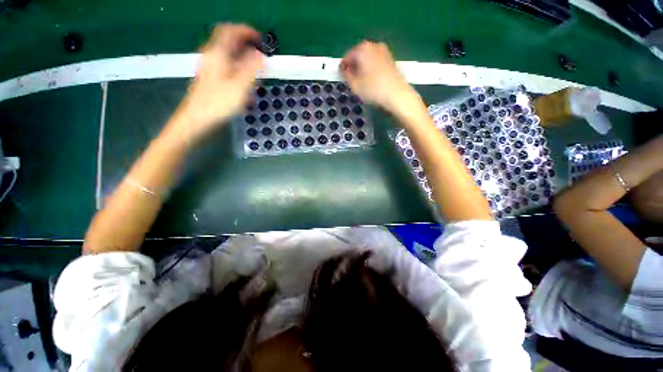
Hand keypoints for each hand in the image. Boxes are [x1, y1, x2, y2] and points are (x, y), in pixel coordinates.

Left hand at [171, 23, 264, 142]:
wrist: (197, 119)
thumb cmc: (218, 102)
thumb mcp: (240, 86)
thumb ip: (252, 69)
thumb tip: (261, 55)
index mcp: (218, 53)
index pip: (230, 30)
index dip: (246, 31)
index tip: (261, 39)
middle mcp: (212, 56)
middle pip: (229, 42)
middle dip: (246, 45)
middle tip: (260, 55)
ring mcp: (210, 68)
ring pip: (229, 56)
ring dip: (244, 60)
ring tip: (257, 72)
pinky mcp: (211, 79)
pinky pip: (228, 69)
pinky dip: (239, 71)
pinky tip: (246, 86)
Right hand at [340, 41, 419, 117]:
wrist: (397, 94)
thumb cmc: (373, 89)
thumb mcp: (354, 85)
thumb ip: (346, 75)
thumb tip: (343, 69)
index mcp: (362, 49)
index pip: (347, 56)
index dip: (343, 67)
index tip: (341, 77)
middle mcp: (373, 45)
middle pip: (358, 55)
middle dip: (353, 66)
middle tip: (351, 80)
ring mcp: (383, 51)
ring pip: (367, 58)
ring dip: (362, 67)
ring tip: (361, 81)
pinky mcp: (390, 59)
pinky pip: (375, 61)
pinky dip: (371, 68)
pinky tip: (371, 80)